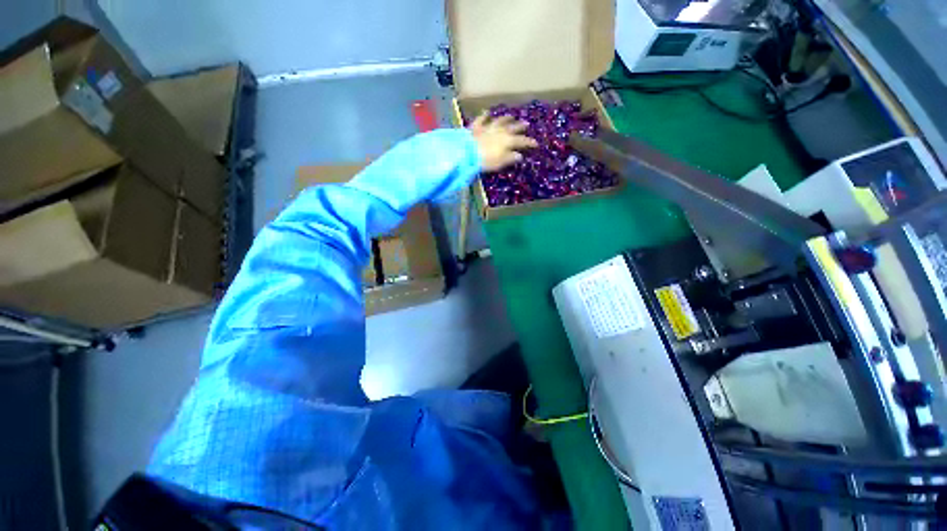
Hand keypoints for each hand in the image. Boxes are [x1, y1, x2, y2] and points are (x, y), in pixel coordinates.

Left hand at [469, 113, 537, 171]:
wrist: (468, 153)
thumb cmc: (486, 160)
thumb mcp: (501, 162)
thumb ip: (510, 158)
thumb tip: (519, 156)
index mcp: (508, 141)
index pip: (522, 141)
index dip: (529, 142)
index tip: (536, 143)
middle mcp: (500, 131)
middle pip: (512, 127)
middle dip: (520, 126)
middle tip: (526, 124)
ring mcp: (488, 127)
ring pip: (499, 121)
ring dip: (506, 118)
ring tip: (511, 116)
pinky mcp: (476, 127)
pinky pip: (482, 119)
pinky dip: (485, 116)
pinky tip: (487, 112)